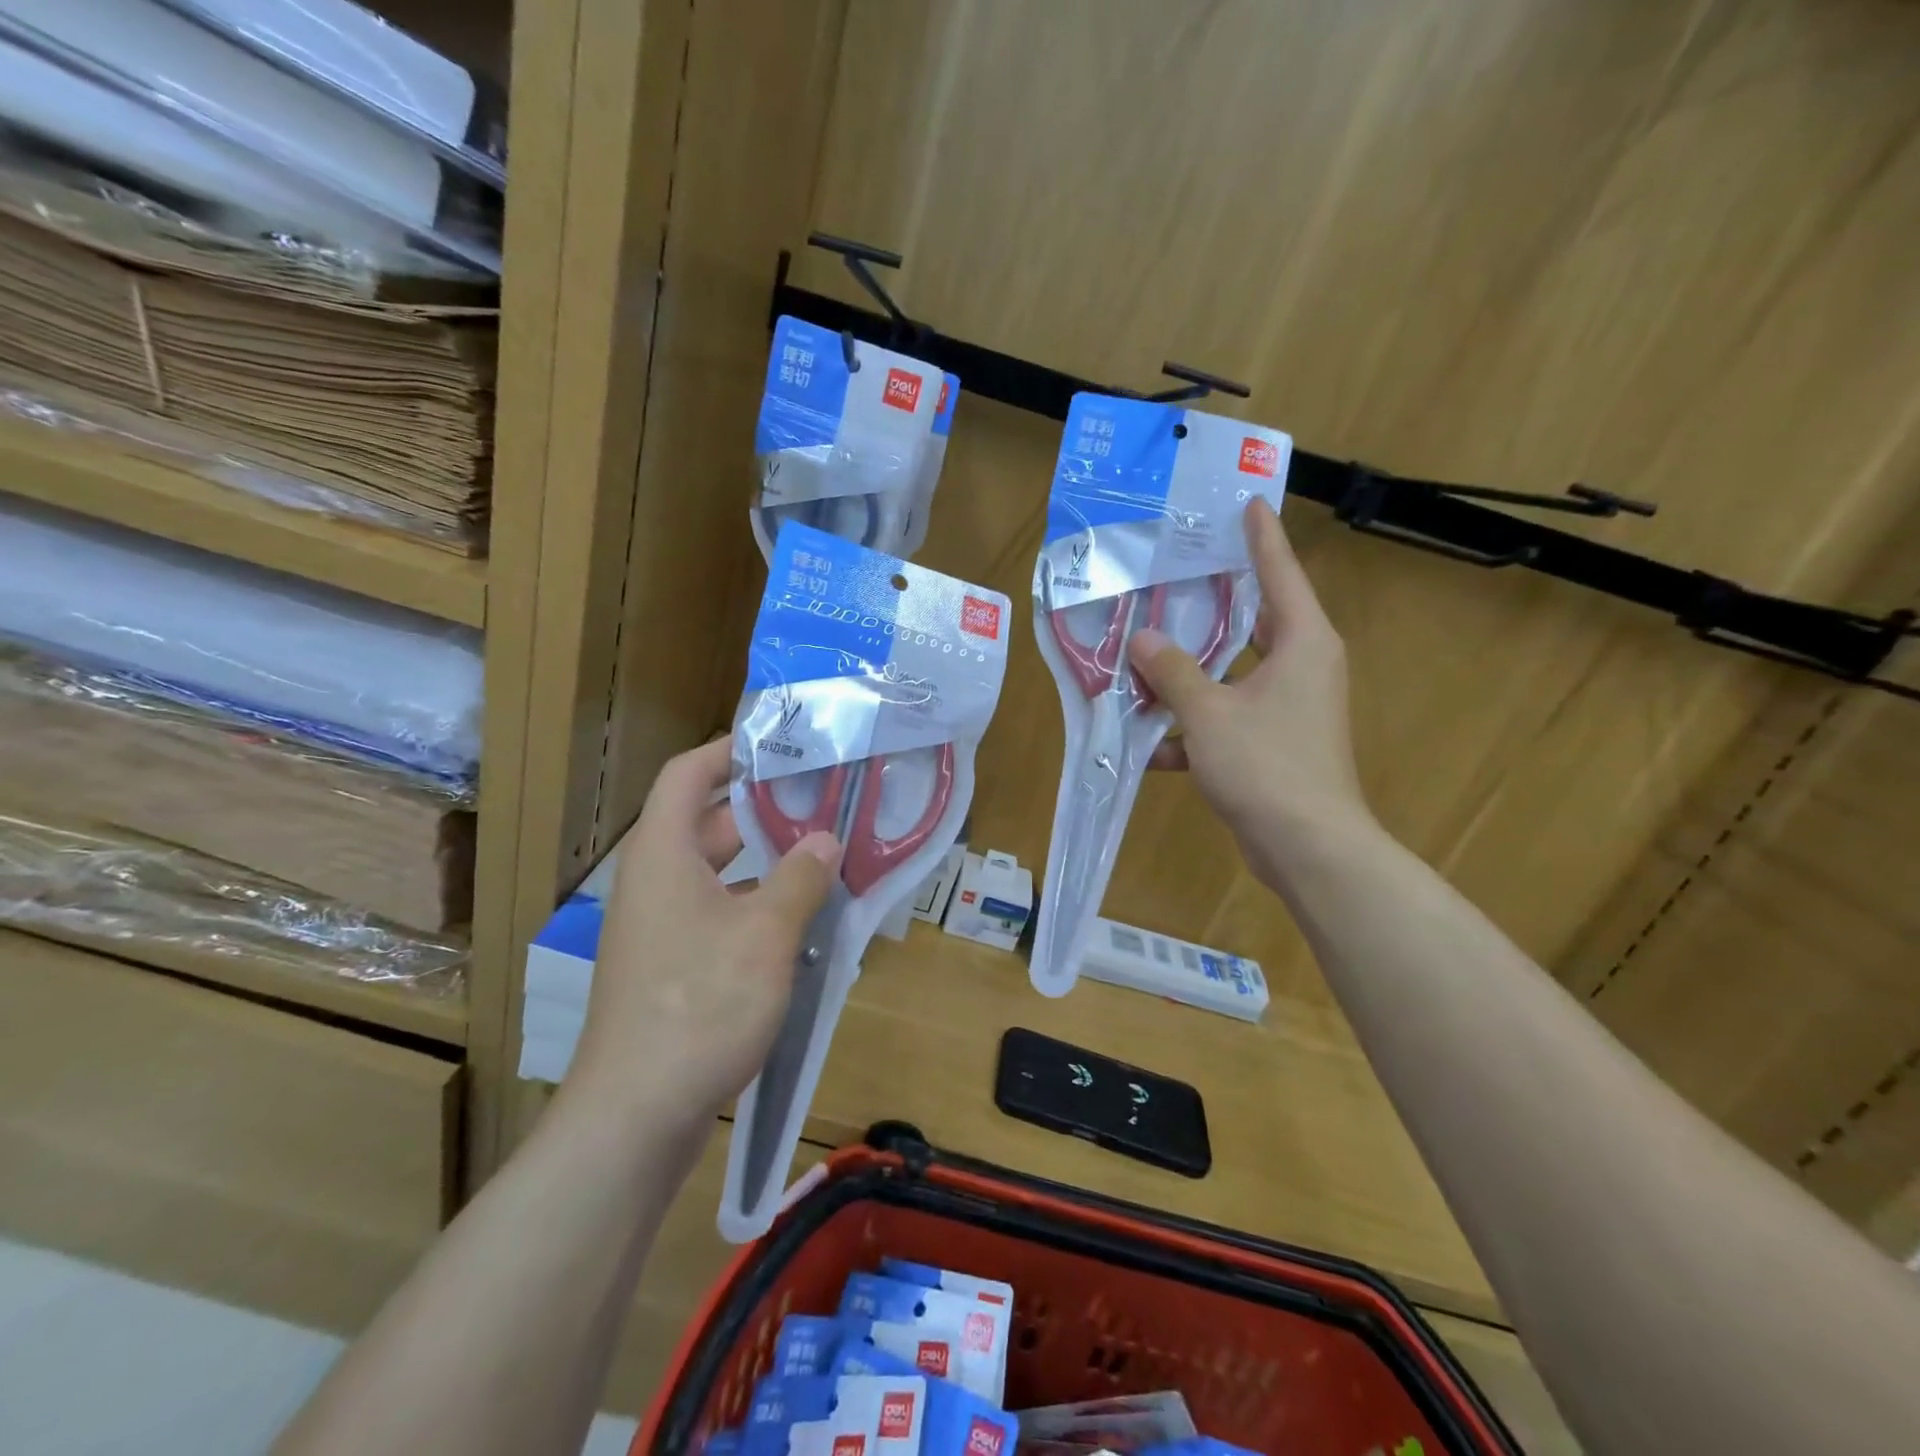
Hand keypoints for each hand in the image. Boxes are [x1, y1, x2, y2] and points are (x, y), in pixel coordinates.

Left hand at [568, 739, 840, 1119]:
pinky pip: (720, 916)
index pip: (688, 774)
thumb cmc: (699, 1005)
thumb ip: (800, 879)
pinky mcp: (672, 969)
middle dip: (765, 808)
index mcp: (663, 855)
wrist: (635, 1118)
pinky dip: (758, 908)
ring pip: (719, 874)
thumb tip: (826, 840)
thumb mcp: (765, 935)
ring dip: (769, 864)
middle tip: (824, 800)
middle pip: (708, 823)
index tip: (782, 745)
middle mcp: (656, 882)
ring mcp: (661, 929)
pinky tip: (804, 924)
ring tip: (827, 857)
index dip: (729, 750)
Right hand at [1127, 499, 1374, 886]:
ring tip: (1142, 656)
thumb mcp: (1209, 712)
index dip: (1261, 536)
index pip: (1280, 572)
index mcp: (1302, 642)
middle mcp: (1302, 666)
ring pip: (1232, 673)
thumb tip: (1142, 639)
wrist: (1307, 847)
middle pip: (1253, 620)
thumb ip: (1173, 672)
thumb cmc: (1267, 765)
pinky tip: (1149, 743)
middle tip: (1174, 574)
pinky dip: (1193, 728)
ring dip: (1190, 674)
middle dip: (1212, 603)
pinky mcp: (1274, 743)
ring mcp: (1289, 707)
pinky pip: (1227, 718)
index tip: (1247, 502)